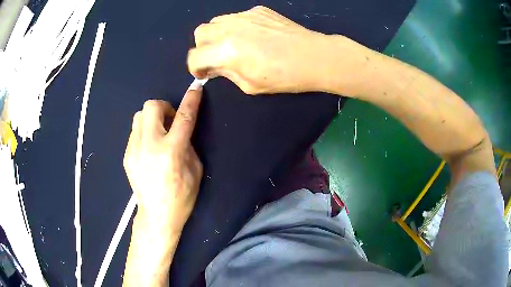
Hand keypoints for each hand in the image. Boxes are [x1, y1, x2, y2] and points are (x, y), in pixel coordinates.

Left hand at [123, 86, 202, 234]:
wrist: (157, 215)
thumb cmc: (181, 196)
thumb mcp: (196, 170)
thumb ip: (188, 145)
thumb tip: (181, 130)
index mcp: (172, 151)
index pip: (184, 117)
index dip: (191, 100)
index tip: (196, 88)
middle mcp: (150, 145)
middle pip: (152, 106)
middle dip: (164, 107)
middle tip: (171, 122)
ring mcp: (134, 149)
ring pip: (139, 116)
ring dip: (152, 119)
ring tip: (158, 134)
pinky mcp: (127, 155)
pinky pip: (135, 132)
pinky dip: (144, 133)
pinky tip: (149, 149)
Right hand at [188, 6, 339, 94]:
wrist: (314, 57)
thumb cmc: (284, 77)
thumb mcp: (249, 85)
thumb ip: (226, 73)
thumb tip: (214, 66)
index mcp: (226, 50)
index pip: (194, 56)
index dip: (195, 68)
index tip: (204, 74)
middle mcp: (230, 28)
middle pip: (200, 32)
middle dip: (202, 47)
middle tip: (216, 58)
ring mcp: (244, 15)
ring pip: (216, 21)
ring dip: (216, 35)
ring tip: (232, 46)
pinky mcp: (258, 10)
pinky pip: (236, 17)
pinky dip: (235, 27)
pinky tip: (252, 36)